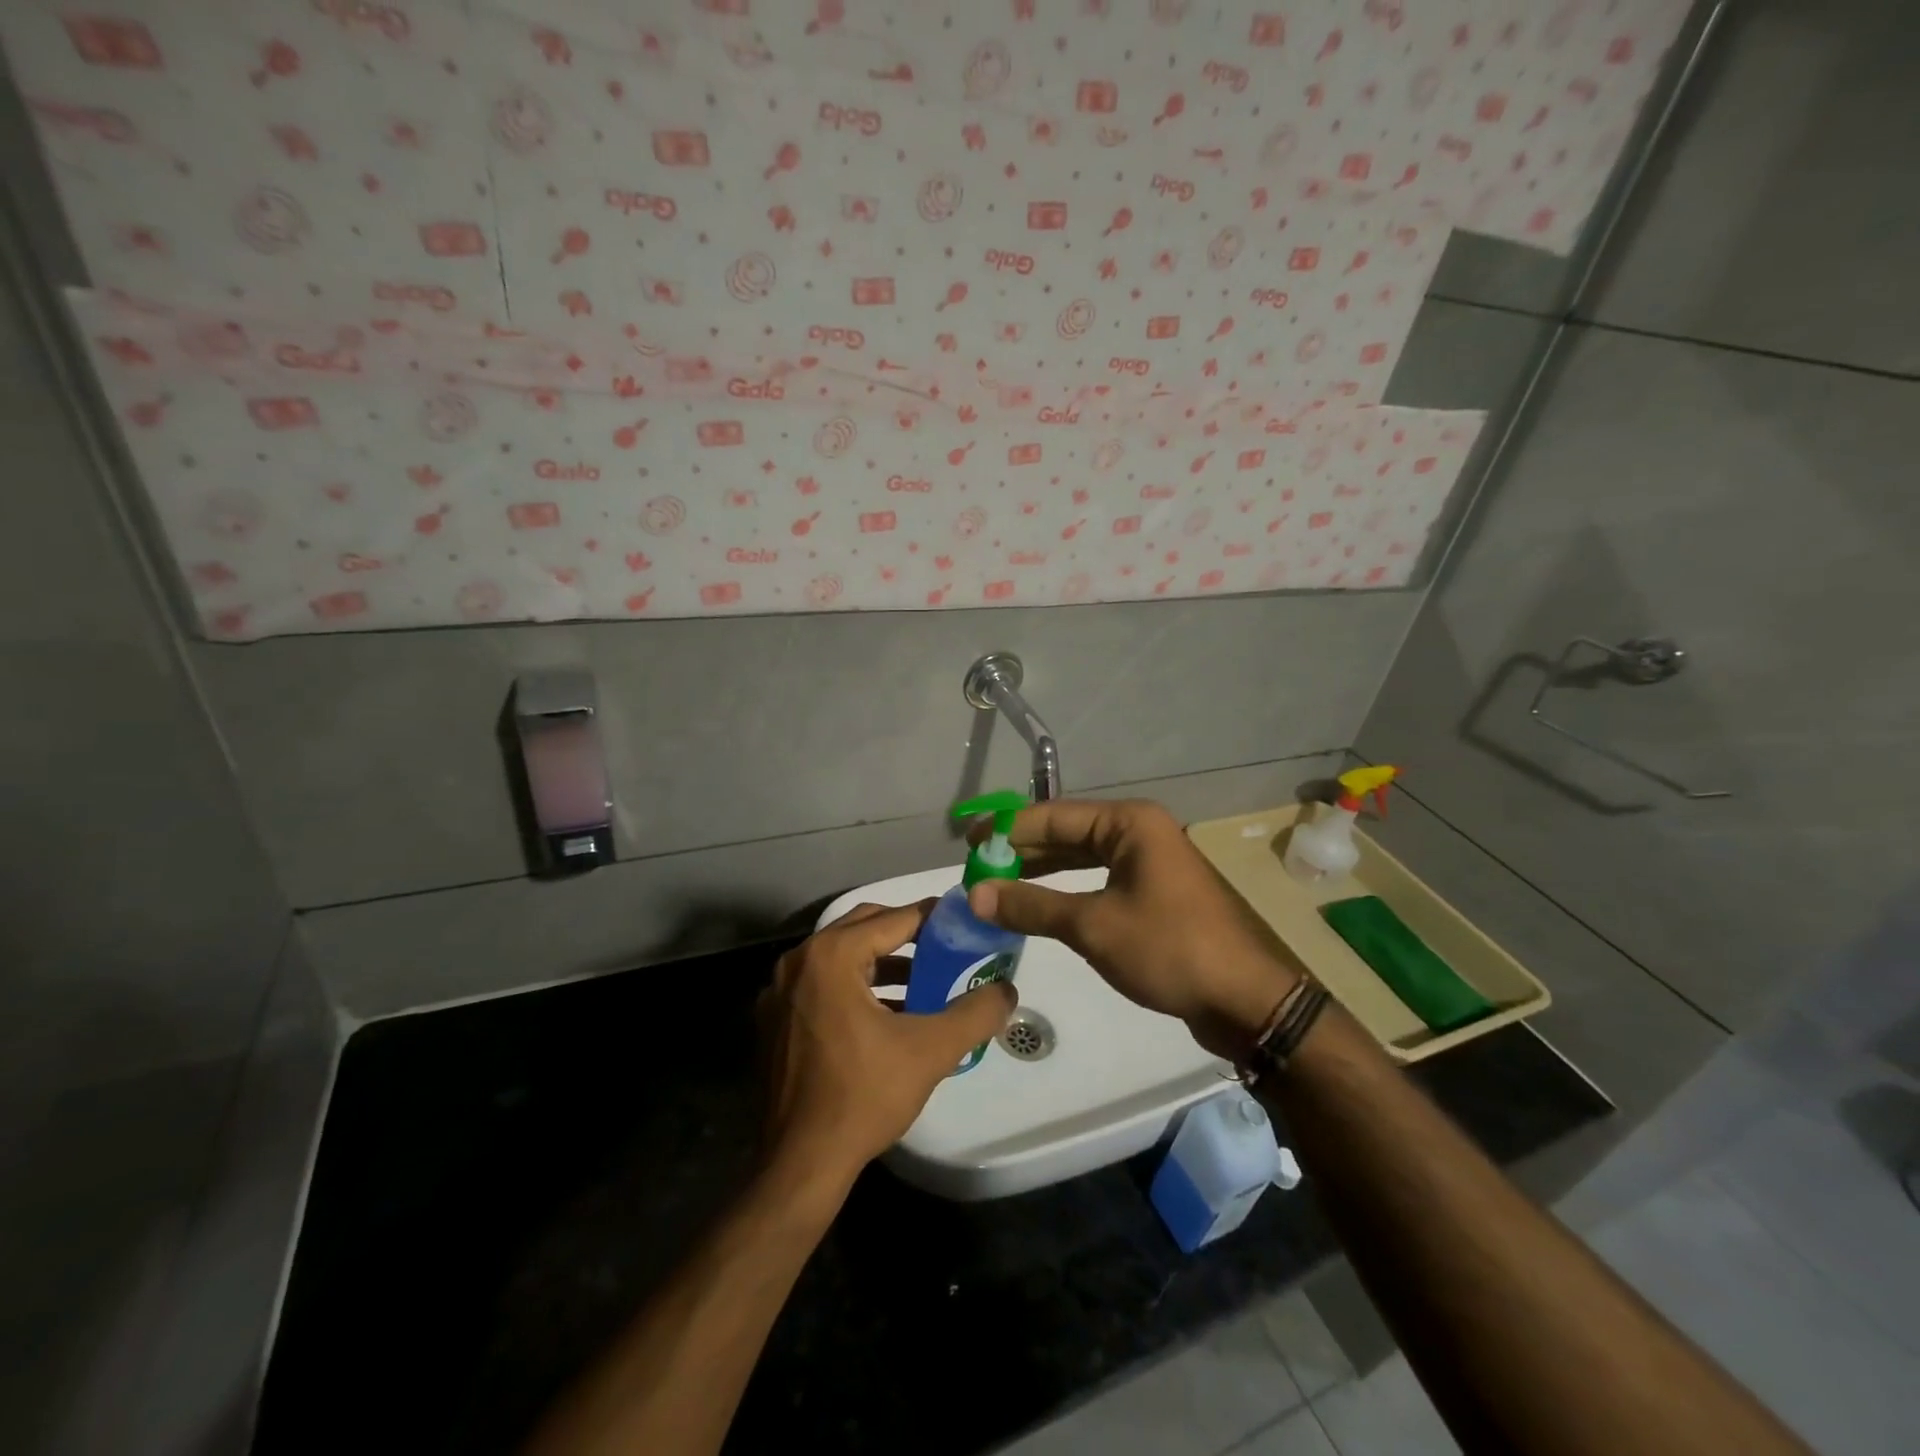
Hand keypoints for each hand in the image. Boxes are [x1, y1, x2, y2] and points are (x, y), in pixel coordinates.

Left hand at [756, 901, 1016, 1190]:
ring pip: (840, 956)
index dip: (933, 918)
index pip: (894, 918)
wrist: (799, 1165)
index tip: (964, 923)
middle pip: (863, 927)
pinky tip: (884, 1015)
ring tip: (922, 982)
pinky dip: (853, 986)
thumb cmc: (863, 1097)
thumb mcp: (931, 1051)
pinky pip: (820, 983)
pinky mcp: (773, 1019)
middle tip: (944, 948)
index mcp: (831, 956)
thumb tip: (1008, 990)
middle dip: (906, 934)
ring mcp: (779, 991)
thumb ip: (975, 1013)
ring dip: (881, 962)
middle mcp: (799, 961)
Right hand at [968, 799, 1299, 1059]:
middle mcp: (1139, 832)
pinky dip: (1066, 890)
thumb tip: (975, 895)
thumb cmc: (1169, 949)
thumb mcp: (1092, 926)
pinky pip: (1098, 880)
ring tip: (998, 885)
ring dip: (1041, 871)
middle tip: (977, 868)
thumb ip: (1031, 905)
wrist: (1246, 1000)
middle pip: (1067, 833)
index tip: (968, 844)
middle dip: (1022, 851)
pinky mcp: (1153, 892)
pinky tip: (1038, 904)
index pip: (1053, 816)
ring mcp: (1149, 862)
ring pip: (1082, 857)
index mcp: (1129, 823)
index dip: (1007, 829)